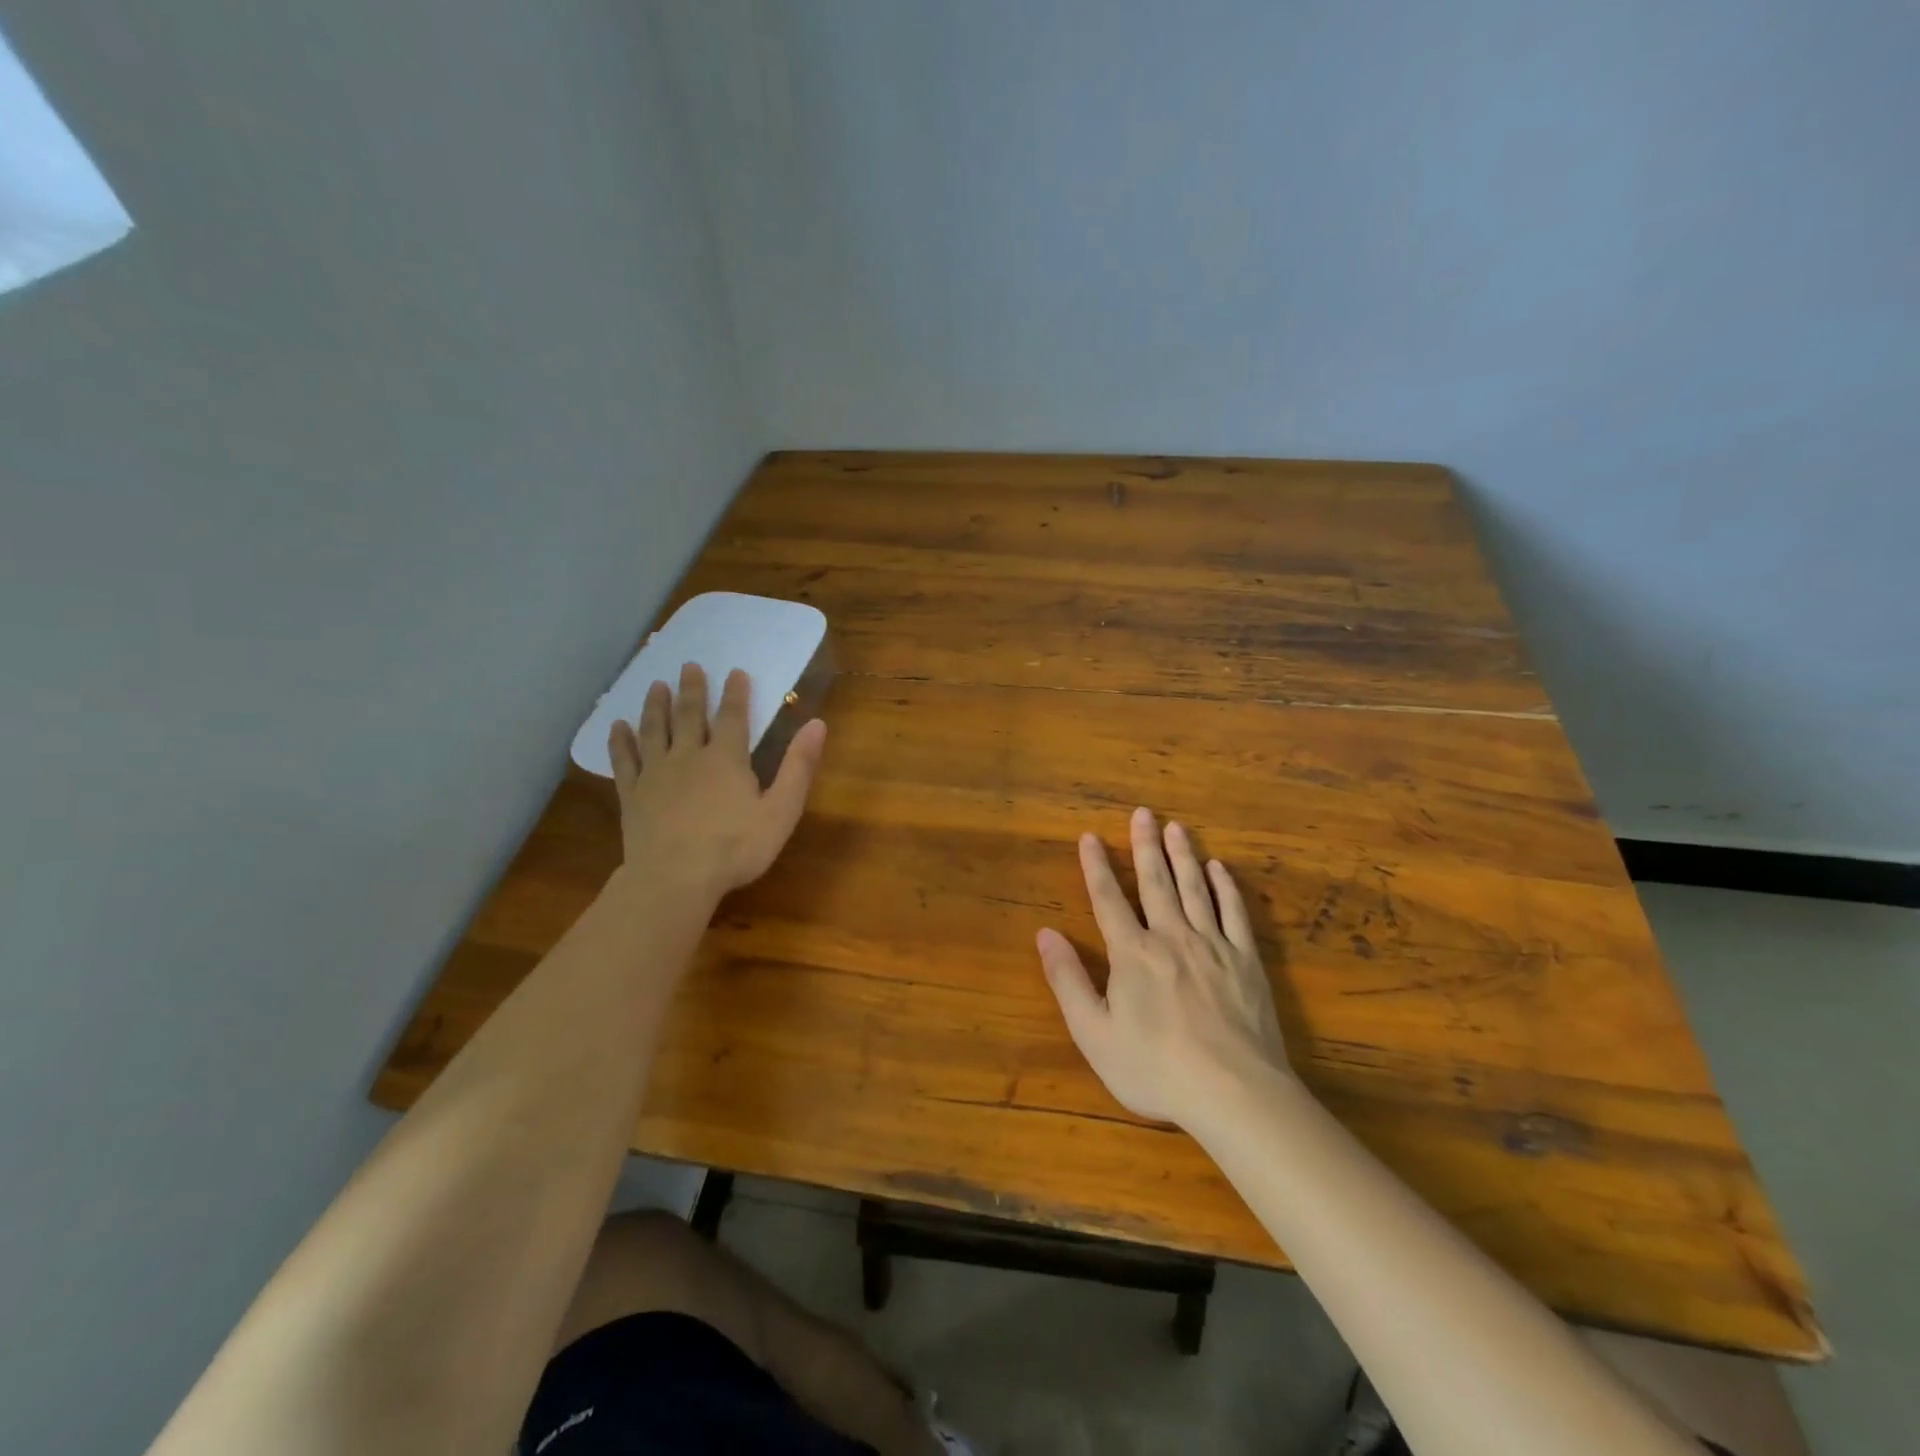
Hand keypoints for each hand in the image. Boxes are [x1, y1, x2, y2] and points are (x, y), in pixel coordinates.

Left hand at [606, 662, 826, 904]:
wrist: (674, 879)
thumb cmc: (735, 848)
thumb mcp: (781, 810)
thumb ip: (799, 766)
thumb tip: (817, 724)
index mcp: (726, 759)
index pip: (733, 717)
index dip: (735, 693)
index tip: (735, 671)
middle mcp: (688, 757)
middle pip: (689, 716)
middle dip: (692, 690)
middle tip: (689, 665)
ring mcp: (656, 774)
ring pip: (654, 731)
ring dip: (656, 706)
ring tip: (656, 685)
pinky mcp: (632, 795)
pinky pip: (624, 761)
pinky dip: (620, 742)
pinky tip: (616, 727)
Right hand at [1037, 807, 1292, 1128]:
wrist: (1234, 1094)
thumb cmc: (1155, 1068)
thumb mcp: (1095, 1034)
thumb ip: (1068, 980)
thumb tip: (1045, 934)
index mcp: (1132, 954)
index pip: (1109, 899)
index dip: (1096, 866)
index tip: (1089, 836)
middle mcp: (1171, 937)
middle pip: (1155, 882)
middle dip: (1145, 846)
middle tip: (1142, 812)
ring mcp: (1213, 946)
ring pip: (1195, 889)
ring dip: (1183, 856)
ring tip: (1176, 827)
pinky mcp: (1246, 961)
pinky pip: (1235, 913)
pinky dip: (1226, 888)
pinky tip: (1220, 869)